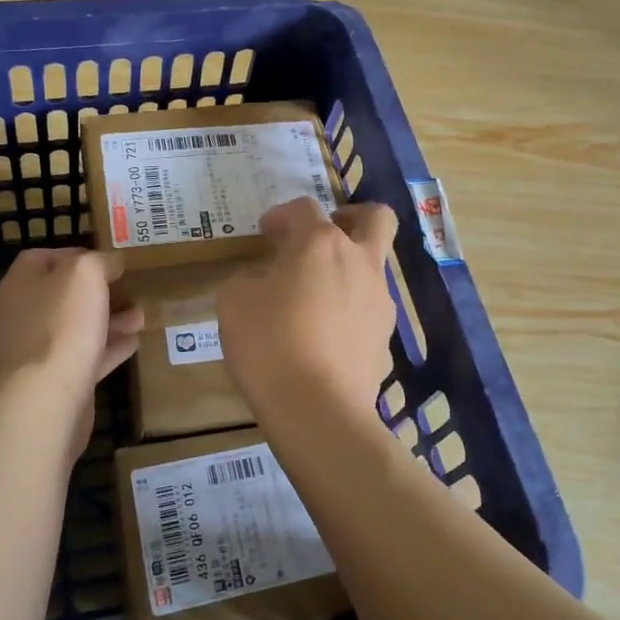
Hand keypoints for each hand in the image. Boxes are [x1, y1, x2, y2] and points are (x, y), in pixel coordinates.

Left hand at [0, 247, 143, 399]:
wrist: (47, 396)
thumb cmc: (63, 323)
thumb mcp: (85, 274)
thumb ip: (99, 262)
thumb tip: (111, 263)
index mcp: (19, 285)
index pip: (41, 258)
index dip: (75, 255)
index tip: (107, 260)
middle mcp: (21, 315)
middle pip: (61, 295)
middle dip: (97, 291)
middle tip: (128, 289)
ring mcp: (34, 351)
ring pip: (75, 327)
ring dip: (108, 320)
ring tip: (139, 316)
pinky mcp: (52, 381)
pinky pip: (83, 357)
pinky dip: (108, 349)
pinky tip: (133, 344)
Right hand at [217, 198, 399, 423]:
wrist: (317, 411)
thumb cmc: (269, 344)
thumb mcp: (234, 302)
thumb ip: (248, 278)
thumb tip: (264, 280)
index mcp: (320, 244)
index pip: (304, 208)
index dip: (282, 215)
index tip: (266, 233)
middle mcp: (359, 263)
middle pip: (376, 218)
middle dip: (353, 216)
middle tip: (326, 232)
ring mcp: (379, 302)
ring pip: (375, 267)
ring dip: (348, 270)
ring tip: (314, 297)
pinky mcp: (385, 340)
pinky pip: (369, 312)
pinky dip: (350, 313)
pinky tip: (324, 338)